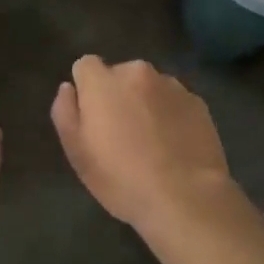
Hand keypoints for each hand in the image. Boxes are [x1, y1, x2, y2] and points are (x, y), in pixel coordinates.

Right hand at [52, 56, 232, 232]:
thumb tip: (68, 88)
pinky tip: (175, 146)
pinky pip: (175, 102)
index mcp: (103, 81)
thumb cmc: (122, 179)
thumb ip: (65, 112)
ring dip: (146, 103)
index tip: (93, 116)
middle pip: (120, 75)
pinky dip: (171, 115)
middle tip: (123, 133)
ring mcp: (171, 85)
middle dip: (118, 95)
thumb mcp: (77, 153)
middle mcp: (137, 72)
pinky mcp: (197, 102)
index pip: (85, 65)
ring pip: (149, 87)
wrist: (186, 199)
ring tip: (153, 142)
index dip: (86, 88)